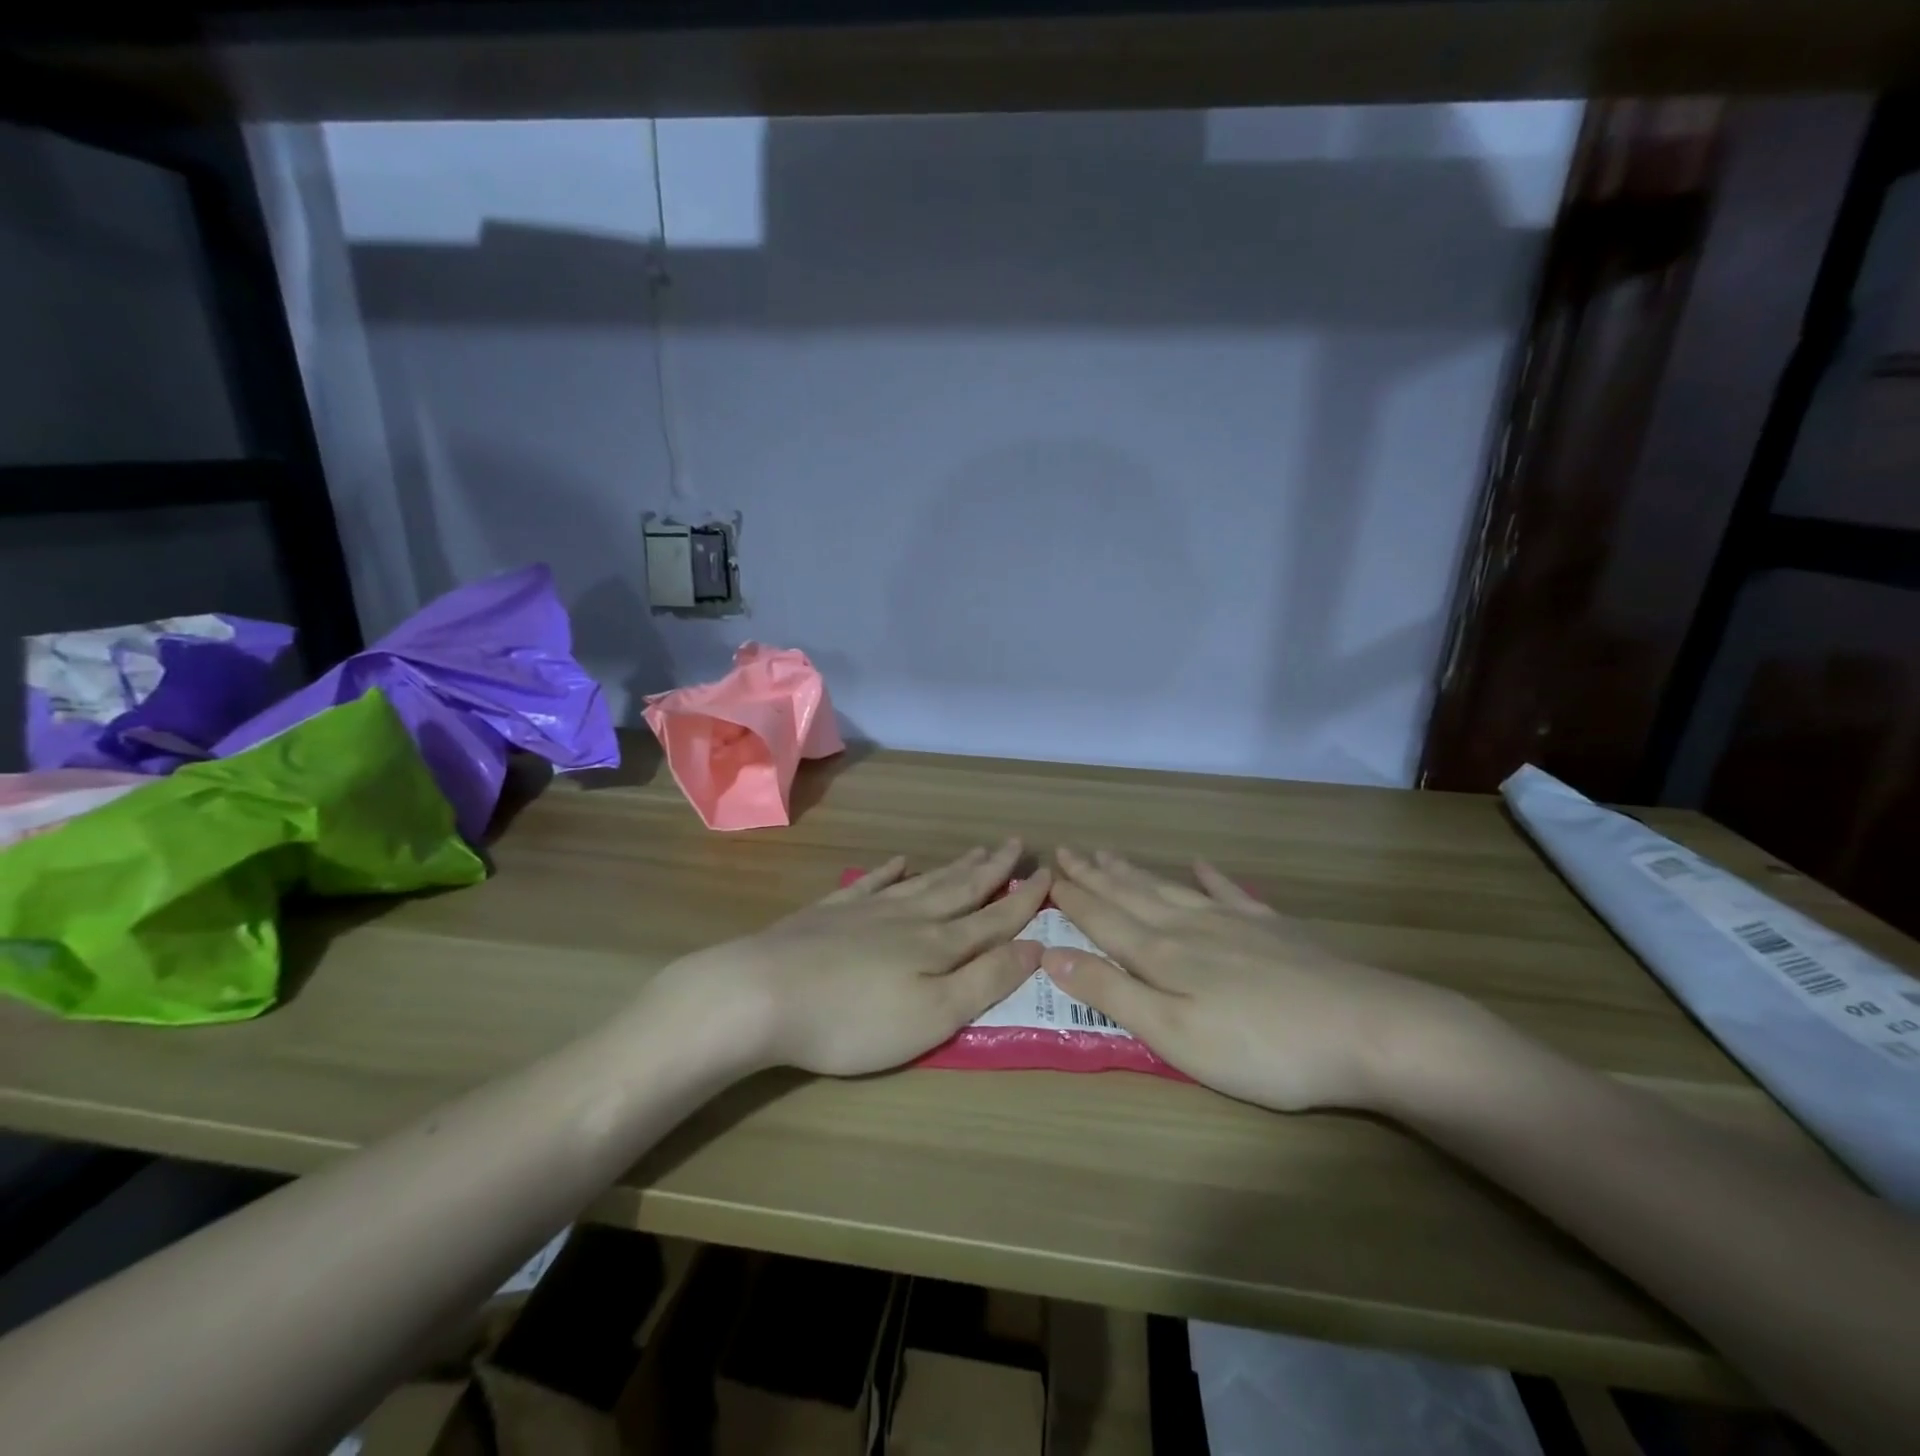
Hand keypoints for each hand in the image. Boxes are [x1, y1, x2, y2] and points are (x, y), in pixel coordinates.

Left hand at [656, 840, 1049, 1077]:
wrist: (763, 994)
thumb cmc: (855, 1019)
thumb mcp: (934, 1014)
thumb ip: (986, 979)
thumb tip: (1034, 945)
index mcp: (939, 944)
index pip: (994, 917)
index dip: (1024, 899)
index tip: (1049, 873)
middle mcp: (909, 917)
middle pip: (961, 888)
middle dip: (993, 869)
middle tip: (1017, 844)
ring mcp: (867, 909)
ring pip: (923, 882)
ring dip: (954, 867)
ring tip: (977, 850)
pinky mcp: (830, 912)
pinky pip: (870, 882)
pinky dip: (890, 871)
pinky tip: (899, 862)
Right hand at [1043, 848, 1468, 1111]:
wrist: (1368, 1029)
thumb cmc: (1261, 1046)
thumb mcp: (1174, 1033)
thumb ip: (1112, 992)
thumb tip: (1051, 954)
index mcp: (1161, 954)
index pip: (1103, 918)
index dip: (1072, 898)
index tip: (1046, 875)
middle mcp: (1190, 926)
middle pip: (1131, 894)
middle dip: (1094, 875)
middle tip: (1066, 850)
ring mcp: (1234, 921)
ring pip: (1169, 888)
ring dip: (1134, 871)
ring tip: (1108, 853)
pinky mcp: (1273, 928)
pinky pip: (1230, 891)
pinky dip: (1210, 876)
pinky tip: (1199, 863)